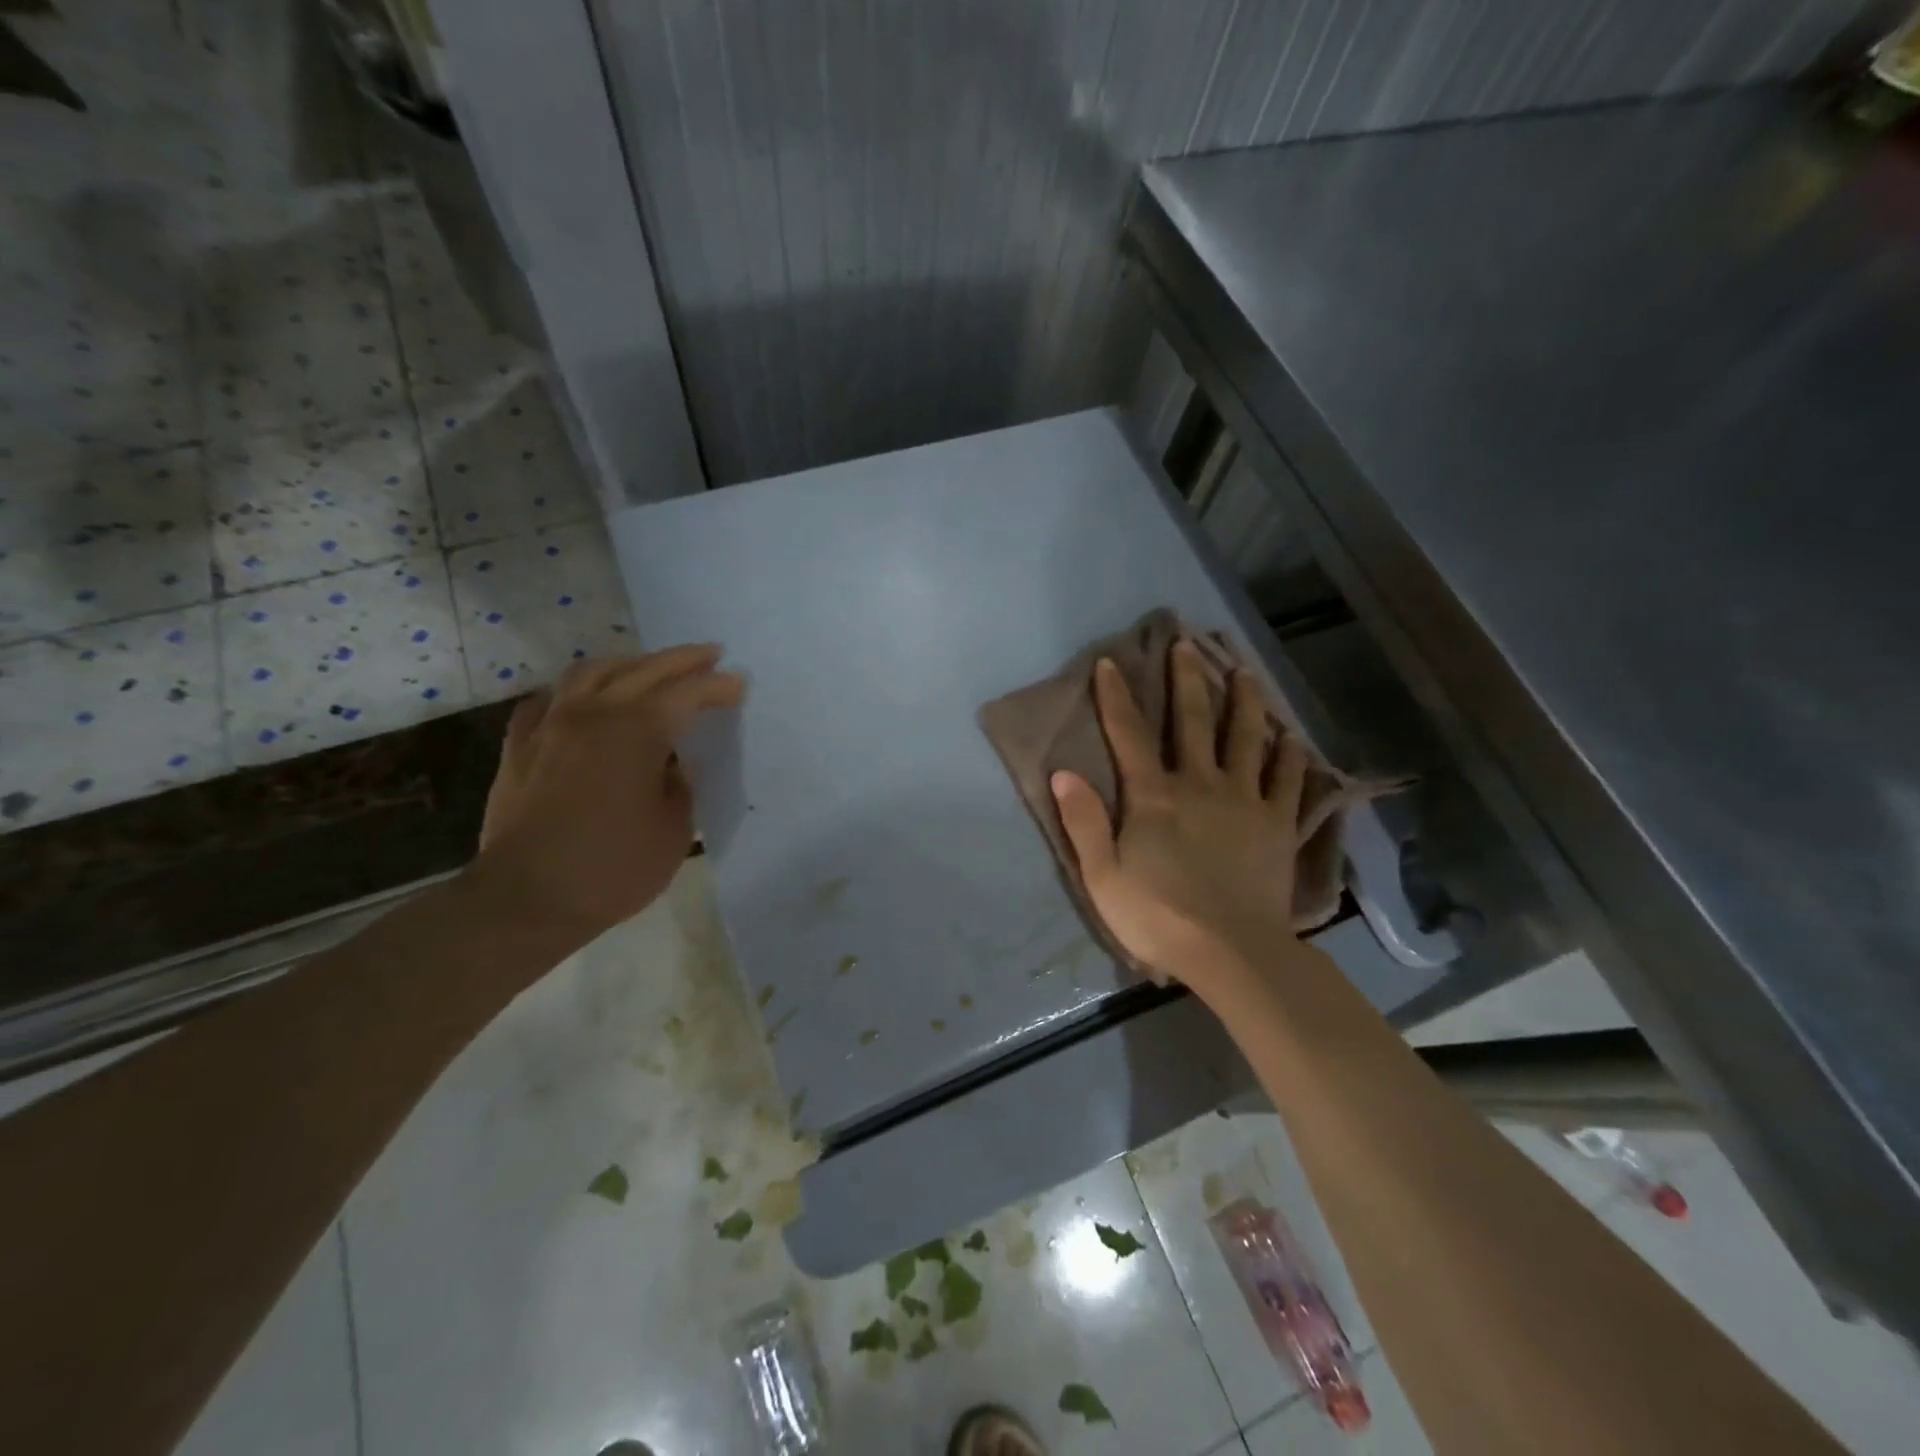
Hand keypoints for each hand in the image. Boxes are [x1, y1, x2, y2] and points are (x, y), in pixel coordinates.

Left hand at [471, 646, 743, 943]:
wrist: (526, 899)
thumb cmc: (612, 868)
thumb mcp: (674, 830)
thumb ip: (678, 785)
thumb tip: (669, 765)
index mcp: (637, 731)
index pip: (686, 694)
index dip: (716, 687)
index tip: (738, 685)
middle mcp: (593, 714)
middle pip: (643, 670)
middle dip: (682, 660)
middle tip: (710, 655)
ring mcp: (551, 726)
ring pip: (591, 673)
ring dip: (629, 664)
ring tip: (649, 668)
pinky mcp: (521, 747)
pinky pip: (548, 700)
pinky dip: (574, 692)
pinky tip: (583, 700)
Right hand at [1051, 641, 1306, 988]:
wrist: (1232, 952)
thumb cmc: (1158, 916)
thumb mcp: (1103, 876)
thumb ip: (1083, 822)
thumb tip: (1063, 772)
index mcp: (1154, 796)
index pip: (1129, 734)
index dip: (1116, 696)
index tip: (1111, 662)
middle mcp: (1201, 784)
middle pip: (1193, 721)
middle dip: (1186, 679)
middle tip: (1187, 643)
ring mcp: (1245, 801)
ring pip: (1247, 739)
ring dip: (1244, 702)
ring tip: (1244, 672)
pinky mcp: (1277, 824)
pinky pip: (1286, 780)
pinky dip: (1288, 755)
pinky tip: (1290, 737)